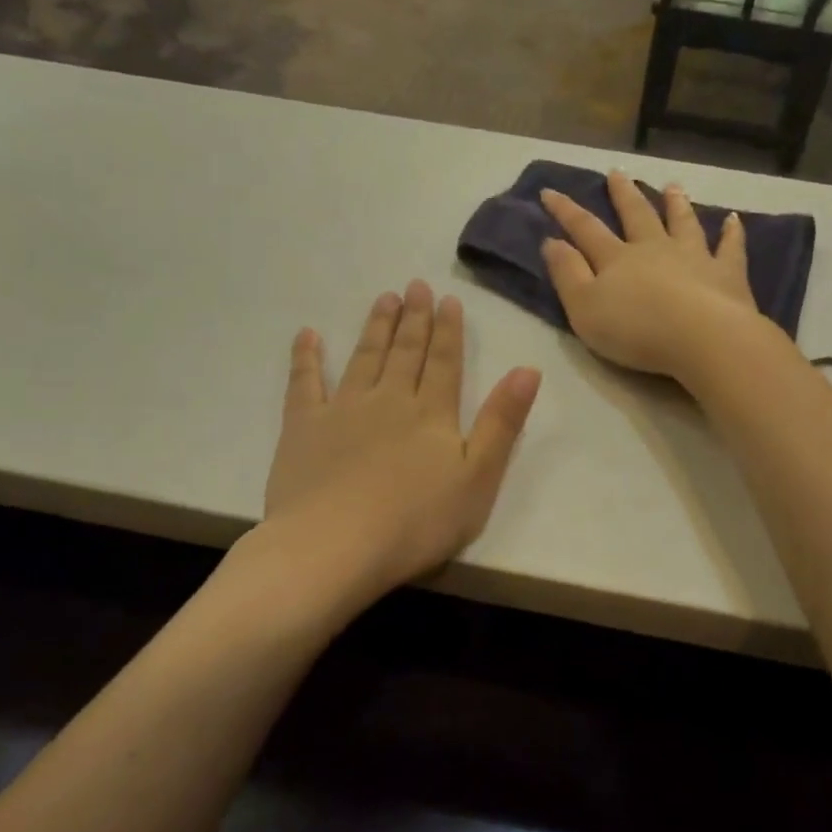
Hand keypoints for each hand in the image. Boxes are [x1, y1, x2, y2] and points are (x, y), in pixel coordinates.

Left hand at [263, 281, 540, 599]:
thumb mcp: (478, 478)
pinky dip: (306, 357)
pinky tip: (307, 335)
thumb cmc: (416, 522)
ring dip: (375, 328)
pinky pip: (304, 382)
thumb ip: (502, 423)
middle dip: (414, 319)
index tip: (448, 299)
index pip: (445, 363)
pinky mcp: (303, 427)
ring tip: (383, 299)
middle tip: (415, 285)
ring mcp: (343, 409)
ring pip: (364, 358)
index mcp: (432, 414)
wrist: (335, 545)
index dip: (449, 331)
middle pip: (405, 352)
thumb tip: (528, 369)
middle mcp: (389, 400)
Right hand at [540, 171, 761, 379]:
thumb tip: (551, 241)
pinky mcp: (727, 273)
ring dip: (676, 203)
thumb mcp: (584, 308)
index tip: (549, 192)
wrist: (701, 337)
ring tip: (672, 186)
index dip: (566, 211)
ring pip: (682, 222)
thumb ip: (567, 275)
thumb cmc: (636, 329)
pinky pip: (730, 247)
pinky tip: (734, 220)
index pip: (585, 229)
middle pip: (637, 215)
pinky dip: (731, 233)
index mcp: (617, 259)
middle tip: (617, 172)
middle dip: (624, 194)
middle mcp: (654, 248)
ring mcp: (694, 256)